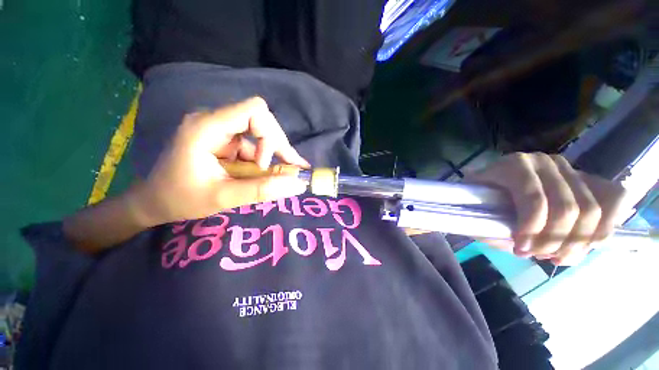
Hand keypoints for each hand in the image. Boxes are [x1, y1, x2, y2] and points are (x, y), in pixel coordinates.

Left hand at [128, 97, 309, 225]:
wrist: (155, 201)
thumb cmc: (181, 199)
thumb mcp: (223, 198)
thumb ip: (262, 190)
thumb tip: (299, 184)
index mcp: (206, 127)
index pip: (254, 110)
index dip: (269, 135)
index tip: (264, 164)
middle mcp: (215, 121)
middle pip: (261, 120)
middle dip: (277, 146)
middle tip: (288, 169)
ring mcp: (221, 130)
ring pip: (261, 133)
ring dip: (275, 154)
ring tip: (284, 174)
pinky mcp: (226, 140)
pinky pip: (254, 144)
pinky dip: (266, 159)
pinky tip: (270, 172)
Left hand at [466, 153, 626, 265]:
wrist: (492, 186)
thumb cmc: (482, 202)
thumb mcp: (481, 213)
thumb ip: (501, 226)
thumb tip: (530, 247)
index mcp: (512, 167)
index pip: (535, 200)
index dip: (533, 230)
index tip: (521, 251)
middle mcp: (543, 162)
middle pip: (568, 208)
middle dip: (556, 241)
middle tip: (539, 256)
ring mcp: (567, 168)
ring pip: (592, 210)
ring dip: (578, 242)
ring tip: (557, 256)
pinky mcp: (586, 178)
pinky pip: (613, 201)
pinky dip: (603, 229)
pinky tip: (584, 246)